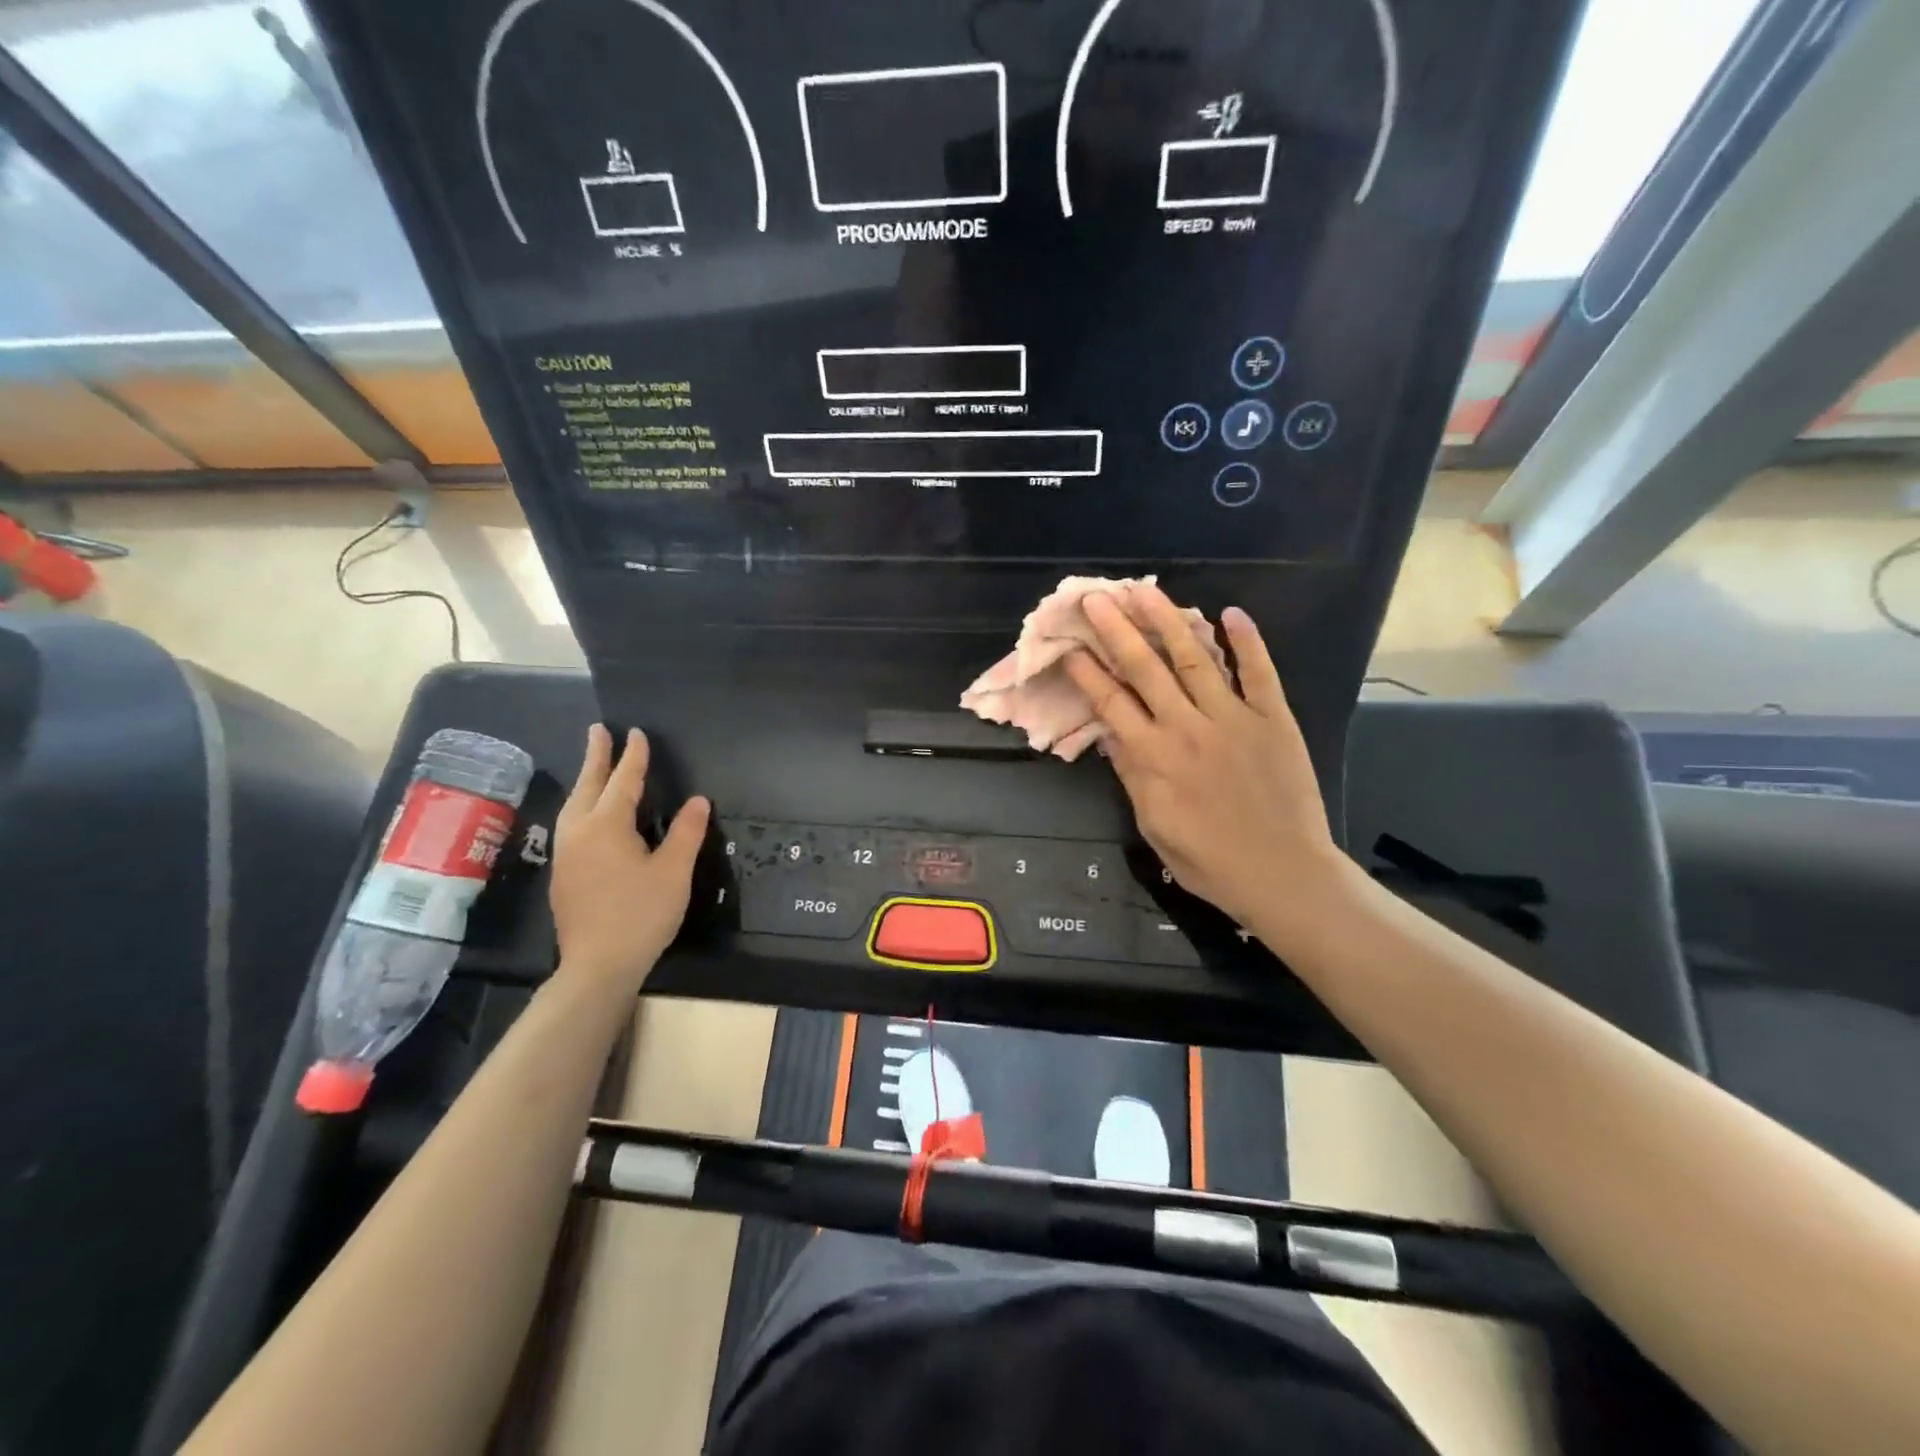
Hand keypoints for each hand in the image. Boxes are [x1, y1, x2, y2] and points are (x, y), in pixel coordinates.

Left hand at [549, 724, 709, 993]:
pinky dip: (581, 804)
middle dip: (596, 757)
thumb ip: (686, 832)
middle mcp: (579, 832)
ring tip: (593, 765)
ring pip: (574, 805)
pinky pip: (570, 823)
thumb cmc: (641, 914)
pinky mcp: (563, 873)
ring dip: (585, 780)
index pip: (623, 782)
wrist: (598, 965)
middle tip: (598, 730)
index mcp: (606, 826)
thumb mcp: (673, 872)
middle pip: (588, 786)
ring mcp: (565, 853)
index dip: (633, 758)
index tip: (637, 734)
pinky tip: (588, 812)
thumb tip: (698, 800)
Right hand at [1062, 586, 1343, 935]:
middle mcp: (1186, 727)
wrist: (1282, 874)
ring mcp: (1233, 718)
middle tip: (1096, 598)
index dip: (1086, 672)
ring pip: (1194, 659)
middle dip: (1117, 630)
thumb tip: (1109, 733)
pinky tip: (1231, 613)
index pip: (1110, 703)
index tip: (1068, 646)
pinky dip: (1247, 642)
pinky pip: (1259, 673)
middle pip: (1145, 669)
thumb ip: (1131, 775)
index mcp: (1153, 757)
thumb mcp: (1153, 825)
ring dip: (1167, 621)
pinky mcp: (1273, 719)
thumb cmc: (1209, 860)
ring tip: (1145, 591)